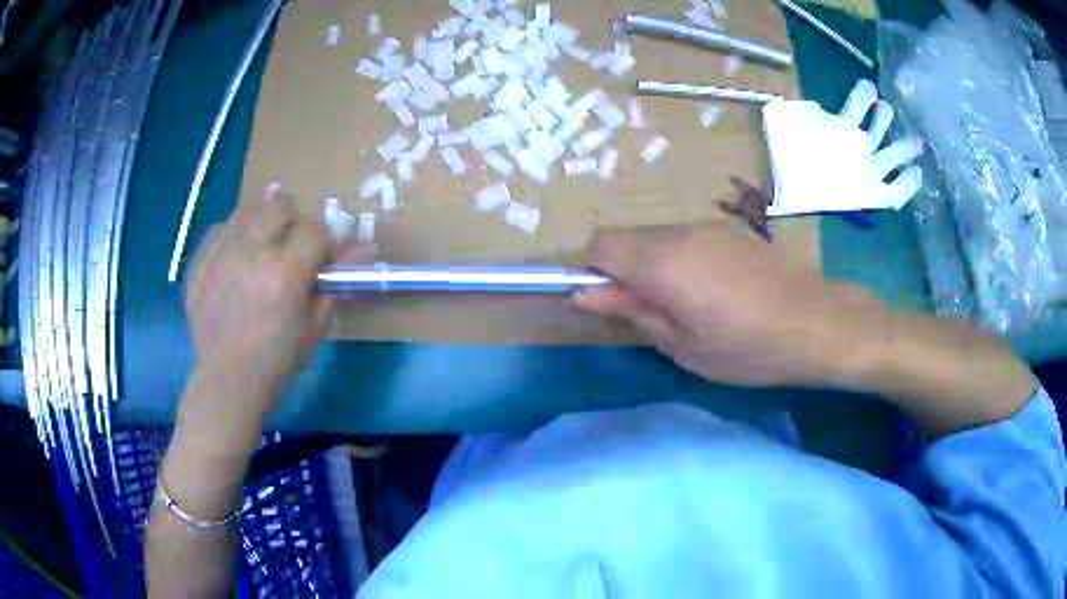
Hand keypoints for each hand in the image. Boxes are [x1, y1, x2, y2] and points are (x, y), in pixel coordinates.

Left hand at [184, 186, 369, 417]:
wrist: (227, 381)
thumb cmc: (277, 360)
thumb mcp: (314, 326)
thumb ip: (334, 283)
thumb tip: (366, 250)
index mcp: (285, 273)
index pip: (314, 230)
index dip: (323, 244)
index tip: (320, 262)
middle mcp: (252, 253)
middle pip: (279, 207)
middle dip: (292, 223)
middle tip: (290, 249)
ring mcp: (221, 254)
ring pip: (248, 210)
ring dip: (263, 224)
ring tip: (262, 249)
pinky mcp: (200, 261)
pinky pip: (221, 228)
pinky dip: (234, 236)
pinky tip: (236, 259)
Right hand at [573, 219, 870, 387]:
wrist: (816, 322)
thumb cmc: (746, 347)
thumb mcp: (682, 344)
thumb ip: (630, 311)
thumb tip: (584, 292)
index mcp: (662, 261)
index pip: (600, 244)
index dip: (594, 272)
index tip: (610, 303)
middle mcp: (680, 231)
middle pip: (627, 238)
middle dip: (625, 271)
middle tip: (655, 314)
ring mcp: (707, 226)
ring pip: (657, 238)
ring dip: (655, 266)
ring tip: (690, 306)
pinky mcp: (729, 230)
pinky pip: (685, 238)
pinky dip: (681, 260)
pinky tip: (716, 291)